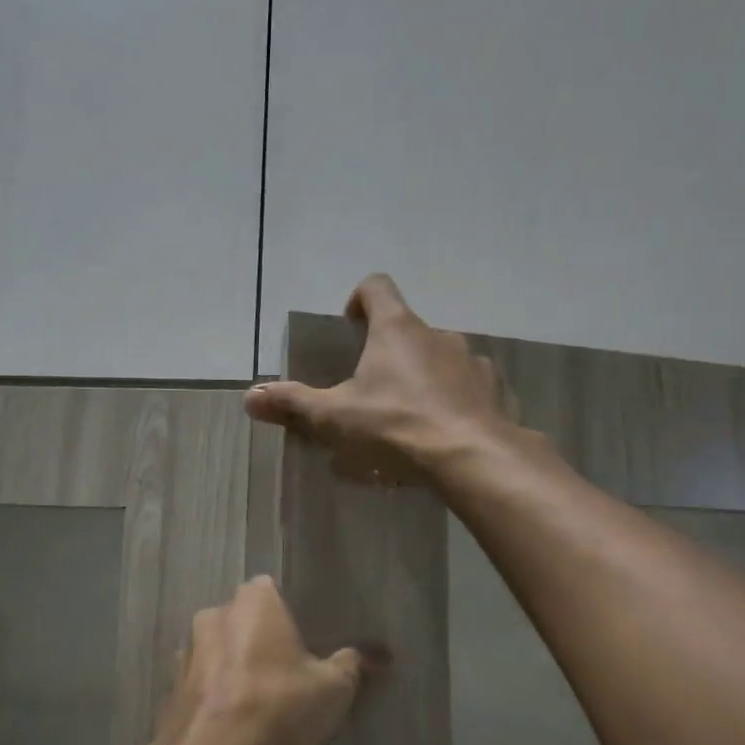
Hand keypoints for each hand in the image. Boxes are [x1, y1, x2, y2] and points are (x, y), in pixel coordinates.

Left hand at [164, 578, 367, 744]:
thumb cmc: (276, 708)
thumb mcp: (333, 689)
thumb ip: (351, 665)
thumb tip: (368, 656)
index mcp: (254, 600)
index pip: (273, 590)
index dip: (290, 614)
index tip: (306, 642)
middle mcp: (214, 613)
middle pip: (245, 619)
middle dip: (261, 639)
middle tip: (287, 672)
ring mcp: (187, 650)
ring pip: (220, 650)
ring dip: (235, 666)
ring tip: (259, 700)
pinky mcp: (171, 687)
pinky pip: (202, 681)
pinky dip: (215, 693)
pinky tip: (232, 720)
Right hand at [245, 274, 510, 478]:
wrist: (472, 457)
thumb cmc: (396, 425)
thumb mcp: (336, 417)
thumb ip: (293, 403)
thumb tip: (250, 397)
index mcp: (396, 329)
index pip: (377, 287)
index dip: (359, 299)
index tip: (350, 326)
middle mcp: (437, 334)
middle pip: (407, 328)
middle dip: (389, 351)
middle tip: (372, 388)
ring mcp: (471, 360)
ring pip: (440, 357)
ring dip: (423, 375)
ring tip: (410, 415)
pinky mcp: (494, 389)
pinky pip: (468, 386)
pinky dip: (454, 399)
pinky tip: (445, 431)